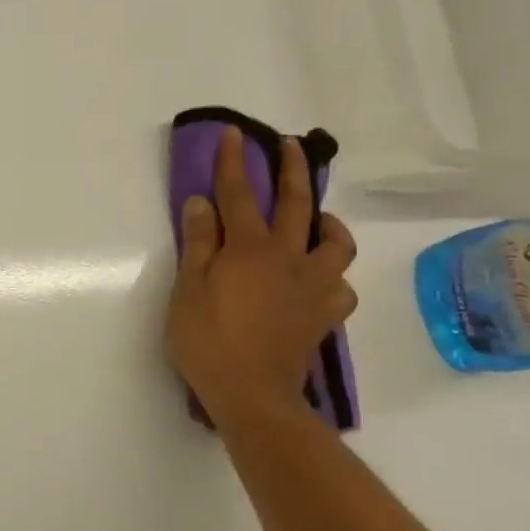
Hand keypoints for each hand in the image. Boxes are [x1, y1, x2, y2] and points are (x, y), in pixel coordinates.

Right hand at [168, 126, 357, 429]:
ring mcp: (313, 286)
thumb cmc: (208, 341)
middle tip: (290, 146)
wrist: (252, 395)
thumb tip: (202, 203)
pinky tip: (321, 279)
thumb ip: (198, 243)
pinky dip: (333, 276)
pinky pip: (341, 286)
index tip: (234, 135)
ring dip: (327, 222)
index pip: (238, 194)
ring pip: (335, 242)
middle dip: (292, 169)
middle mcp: (288, 258)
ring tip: (318, 220)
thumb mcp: (188, 289)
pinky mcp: (325, 315)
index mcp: (248, 249)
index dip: (234, 162)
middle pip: (295, 203)